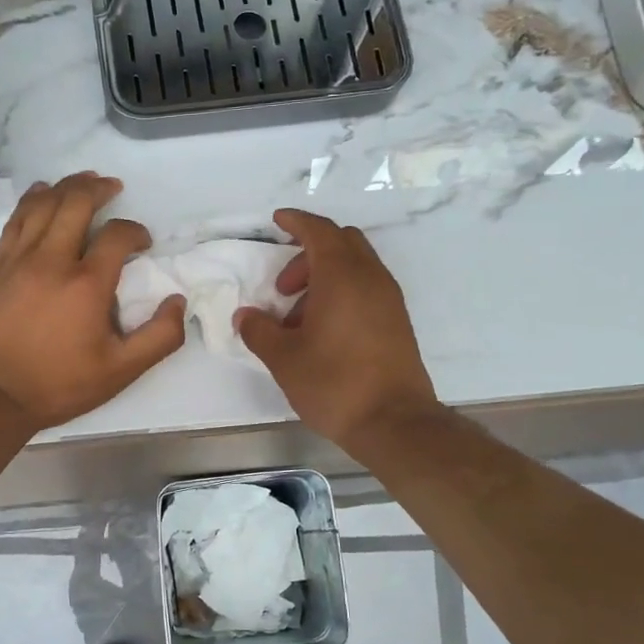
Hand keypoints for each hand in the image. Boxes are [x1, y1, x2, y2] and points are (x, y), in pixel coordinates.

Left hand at [0, 173, 185, 430]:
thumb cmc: (60, 384)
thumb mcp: (121, 371)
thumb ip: (159, 337)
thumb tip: (178, 302)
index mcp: (87, 284)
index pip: (117, 235)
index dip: (135, 231)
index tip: (142, 242)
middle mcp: (52, 260)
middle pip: (76, 202)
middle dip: (99, 189)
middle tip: (113, 187)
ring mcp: (18, 259)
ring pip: (42, 204)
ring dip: (66, 186)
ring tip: (82, 181)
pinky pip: (16, 220)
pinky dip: (32, 201)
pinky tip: (41, 194)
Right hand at [236, 209, 438, 451]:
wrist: (394, 422)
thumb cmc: (334, 383)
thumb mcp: (283, 358)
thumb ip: (259, 330)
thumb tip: (246, 316)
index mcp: (342, 276)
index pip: (319, 230)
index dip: (296, 221)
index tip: (277, 221)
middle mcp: (371, 278)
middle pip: (341, 243)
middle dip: (308, 253)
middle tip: (283, 287)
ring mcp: (389, 299)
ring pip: (355, 267)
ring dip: (324, 277)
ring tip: (298, 318)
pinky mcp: (397, 321)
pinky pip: (366, 289)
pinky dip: (342, 293)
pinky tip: (323, 331)